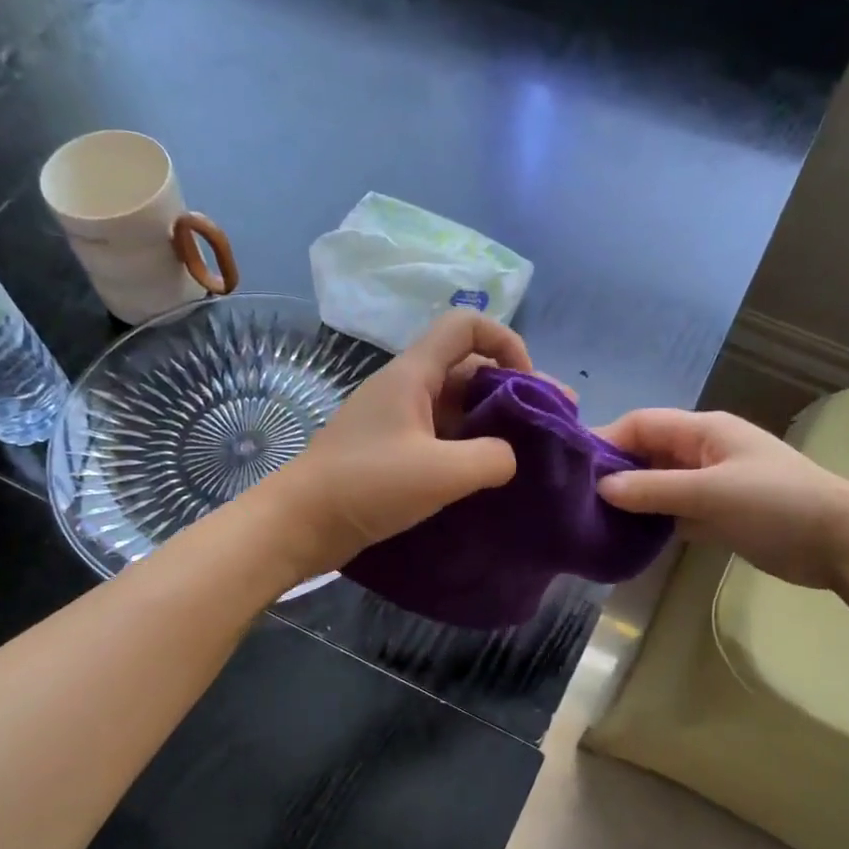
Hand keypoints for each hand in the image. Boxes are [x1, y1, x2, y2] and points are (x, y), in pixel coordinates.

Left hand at [266, 311, 534, 572]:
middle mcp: (405, 388)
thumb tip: (509, 457)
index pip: (466, 325)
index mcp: (413, 374)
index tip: (528, 385)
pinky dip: (467, 446)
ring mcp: (395, 420)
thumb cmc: (367, 486)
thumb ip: (491, 458)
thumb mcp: (441, 473)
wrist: (299, 524)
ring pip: (455, 406)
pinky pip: (439, 436)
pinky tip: (487, 474)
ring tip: (527, 454)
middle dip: (511, 390)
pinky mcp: (390, 451)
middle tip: (549, 426)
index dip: (506, 342)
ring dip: (491, 423)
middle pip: (467, 368)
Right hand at [596, 408, 848, 589]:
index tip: (572, 468)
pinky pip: (673, 511)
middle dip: (614, 472)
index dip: (606, 440)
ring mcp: (710, 484)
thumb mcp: (710, 493)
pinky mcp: (716, 514)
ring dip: (631, 499)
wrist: (840, 542)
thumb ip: (654, 490)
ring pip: (657, 484)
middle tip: (577, 499)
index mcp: (703, 431)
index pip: (642, 424)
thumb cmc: (776, 504)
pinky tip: (627, 537)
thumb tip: (601, 488)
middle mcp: (702, 452)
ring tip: (593, 519)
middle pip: (646, 454)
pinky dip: (651, 521)